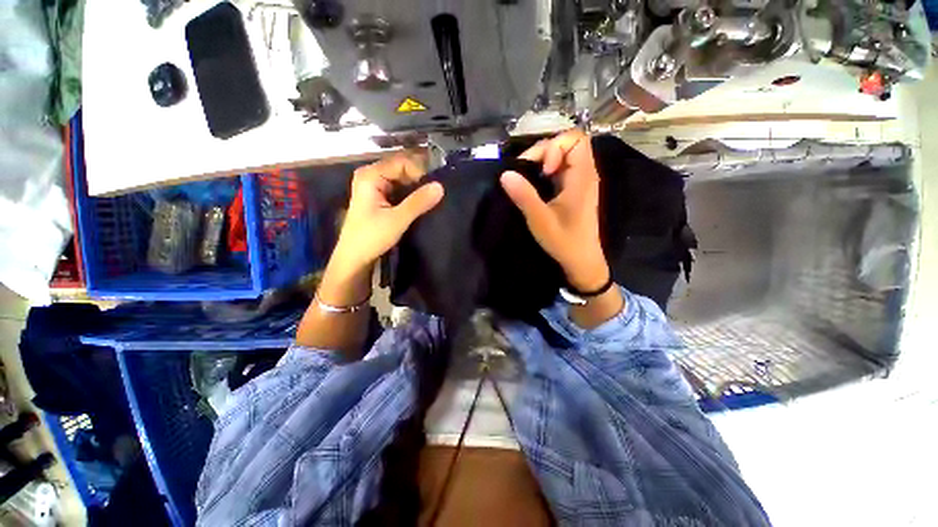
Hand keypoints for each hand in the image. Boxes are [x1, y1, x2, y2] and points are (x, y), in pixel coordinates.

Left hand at [330, 151, 444, 273]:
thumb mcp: (397, 220)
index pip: (402, 162)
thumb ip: (418, 202)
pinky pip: (399, 189)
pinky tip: (421, 202)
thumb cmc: (371, 237)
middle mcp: (371, 175)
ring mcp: (374, 186)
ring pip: (401, 179)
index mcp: (370, 175)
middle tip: (437, 192)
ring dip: (416, 187)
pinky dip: (410, 194)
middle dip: (419, 179)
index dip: (420, 172)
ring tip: (432, 197)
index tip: (435, 187)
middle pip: (401, 169)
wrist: (354, 258)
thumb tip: (441, 186)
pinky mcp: (378, 197)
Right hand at [500, 129, 607, 291]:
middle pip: (567, 144)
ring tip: (528, 179)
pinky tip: (535, 186)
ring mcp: (579, 182)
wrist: (581, 261)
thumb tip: (505, 174)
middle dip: (544, 152)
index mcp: (582, 177)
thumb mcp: (540, 220)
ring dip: (543, 162)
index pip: (575, 139)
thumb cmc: (564, 241)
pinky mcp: (573, 191)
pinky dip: (545, 172)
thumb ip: (524, 196)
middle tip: (527, 173)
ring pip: (563, 156)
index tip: (543, 171)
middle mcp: (584, 174)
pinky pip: (560, 170)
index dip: (555, 148)